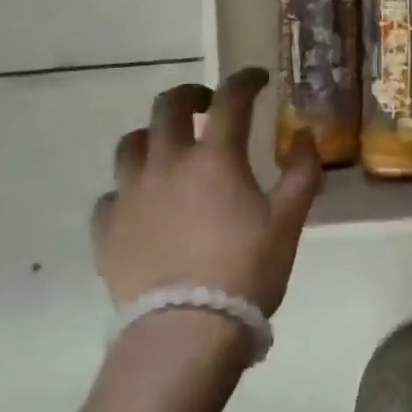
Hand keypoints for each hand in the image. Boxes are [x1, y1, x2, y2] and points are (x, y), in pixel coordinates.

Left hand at [92, 69, 321, 317]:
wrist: (185, 332)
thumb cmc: (246, 271)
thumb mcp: (289, 221)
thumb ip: (301, 172)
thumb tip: (304, 135)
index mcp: (214, 157)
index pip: (231, 99)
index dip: (245, 80)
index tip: (258, 78)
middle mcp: (166, 163)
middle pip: (168, 107)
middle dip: (191, 95)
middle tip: (208, 105)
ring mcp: (129, 194)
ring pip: (131, 144)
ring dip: (153, 136)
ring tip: (169, 149)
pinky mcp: (106, 228)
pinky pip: (110, 195)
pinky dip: (128, 189)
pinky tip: (141, 204)